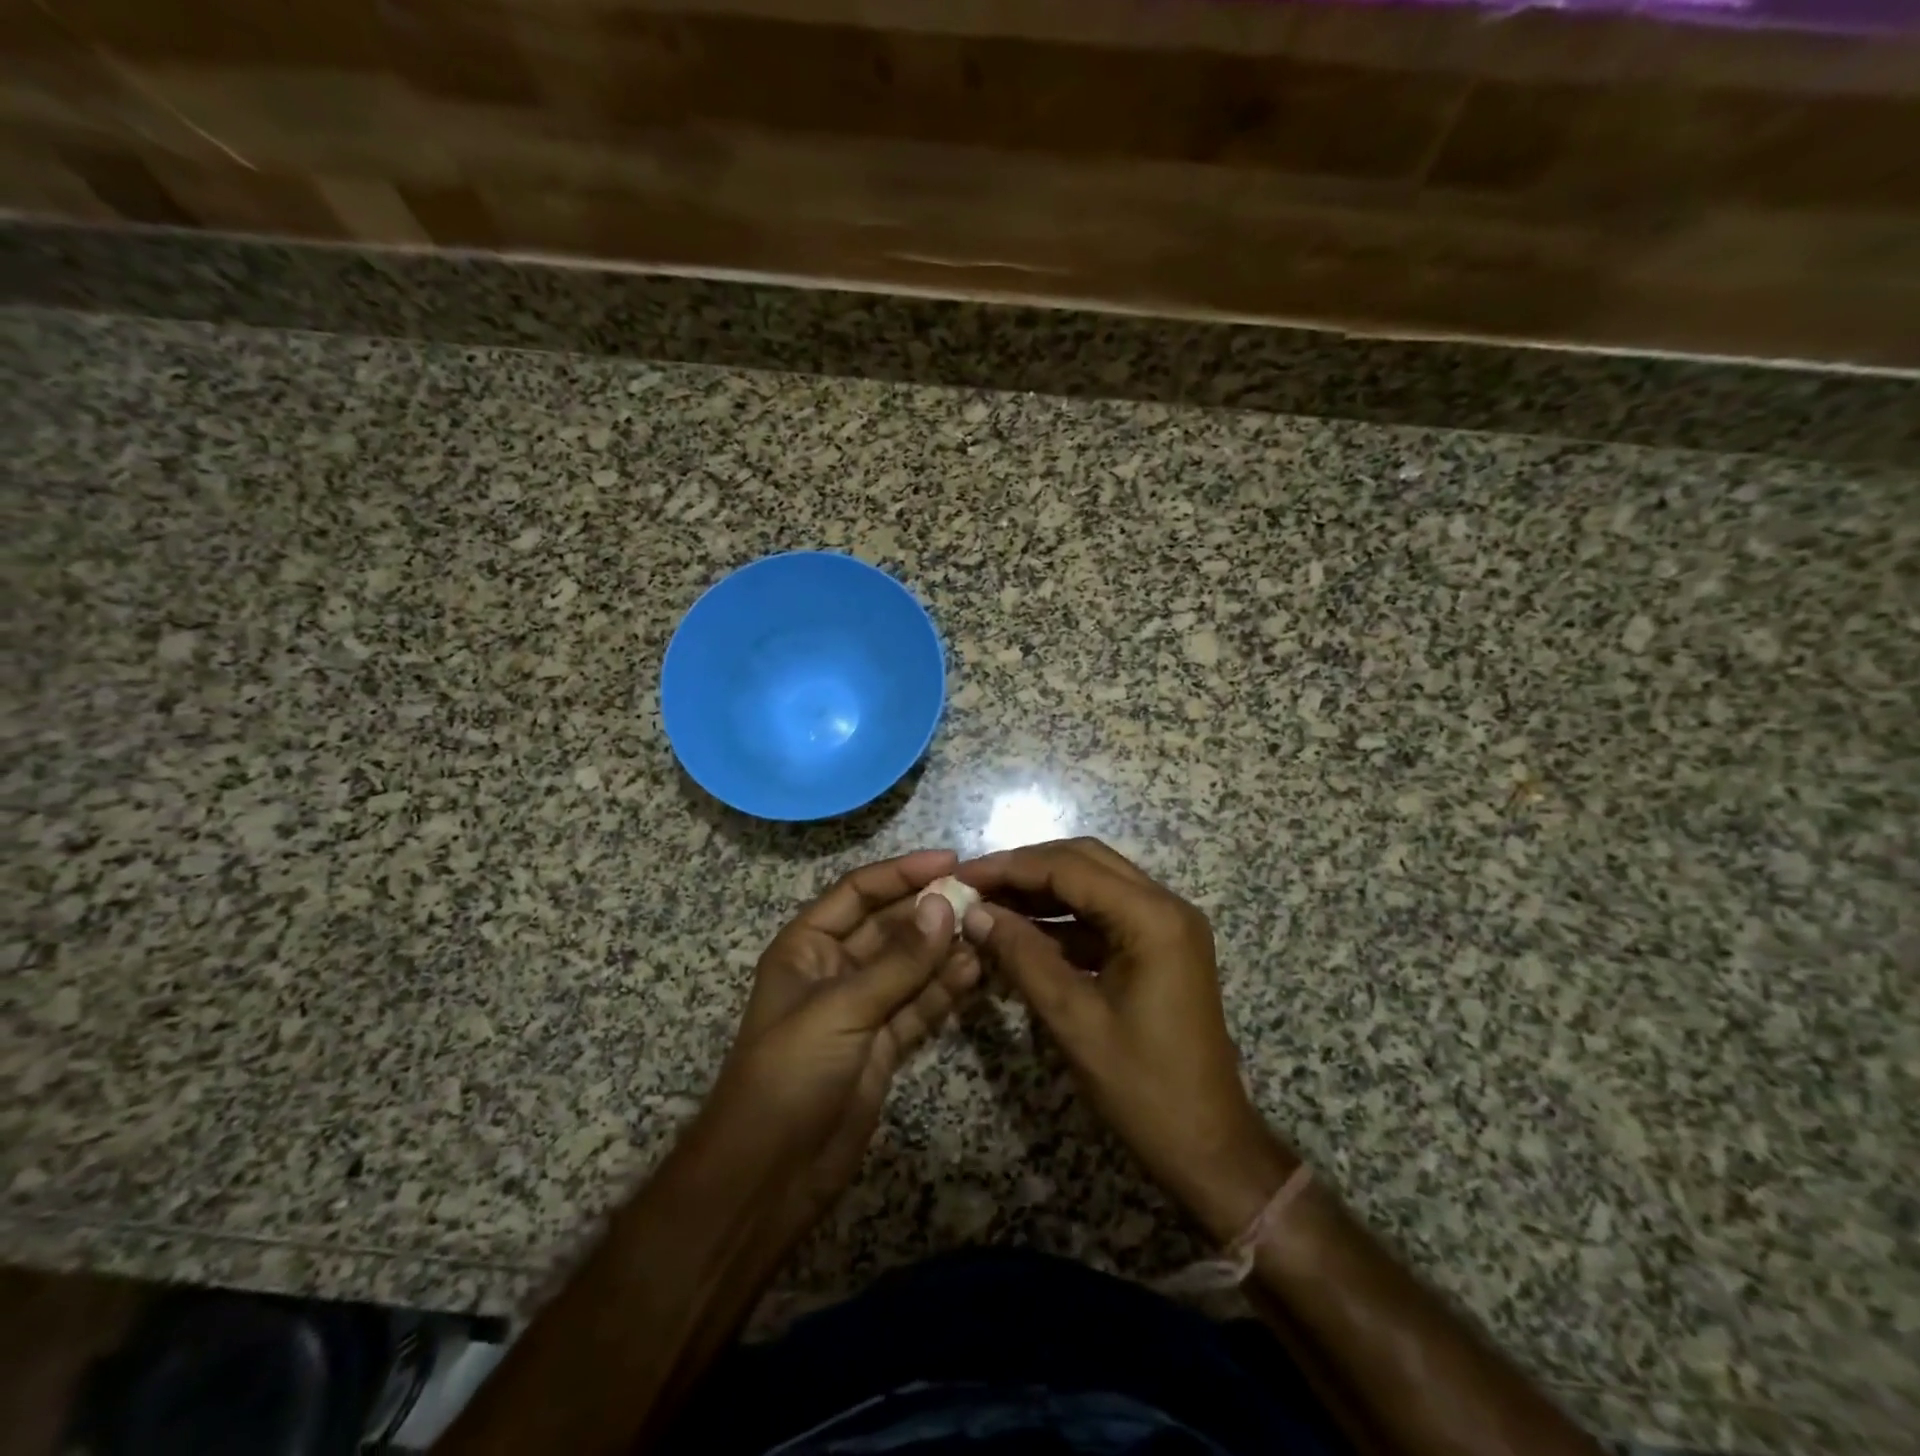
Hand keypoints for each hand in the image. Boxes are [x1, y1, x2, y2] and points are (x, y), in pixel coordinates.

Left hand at [699, 849, 980, 1246]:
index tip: (951, 862)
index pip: (858, 892)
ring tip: (988, 932)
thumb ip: (898, 961)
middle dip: (930, 912)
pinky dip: (944, 990)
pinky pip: (918, 1005)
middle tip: (981, 899)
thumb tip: (944, 906)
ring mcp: (861, 1008)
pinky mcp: (883, 1044)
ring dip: (944, 950)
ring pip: (909, 966)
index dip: (902, 873)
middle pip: (888, 926)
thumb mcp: (841, 1008)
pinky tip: (975, 972)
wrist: (769, 1175)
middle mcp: (834, 969)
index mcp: (807, 946)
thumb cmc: (790, 1073)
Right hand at [958, 838, 1293, 1241]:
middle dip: (1026, 869)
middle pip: (1085, 861)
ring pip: (1094, 884)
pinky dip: (1063, 918)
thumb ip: (1023, 956)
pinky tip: (1022, 931)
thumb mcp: (1073, 1019)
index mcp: (1153, 918)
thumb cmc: (1143, 1087)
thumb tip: (975, 913)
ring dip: (1043, 890)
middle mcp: (1165, 906)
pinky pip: (1104, 915)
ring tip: (989, 904)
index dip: (1011, 867)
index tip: (962, 876)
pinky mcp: (1160, 947)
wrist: (1208, 1147)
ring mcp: (1166, 926)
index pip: (1070, 868)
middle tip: (974, 885)